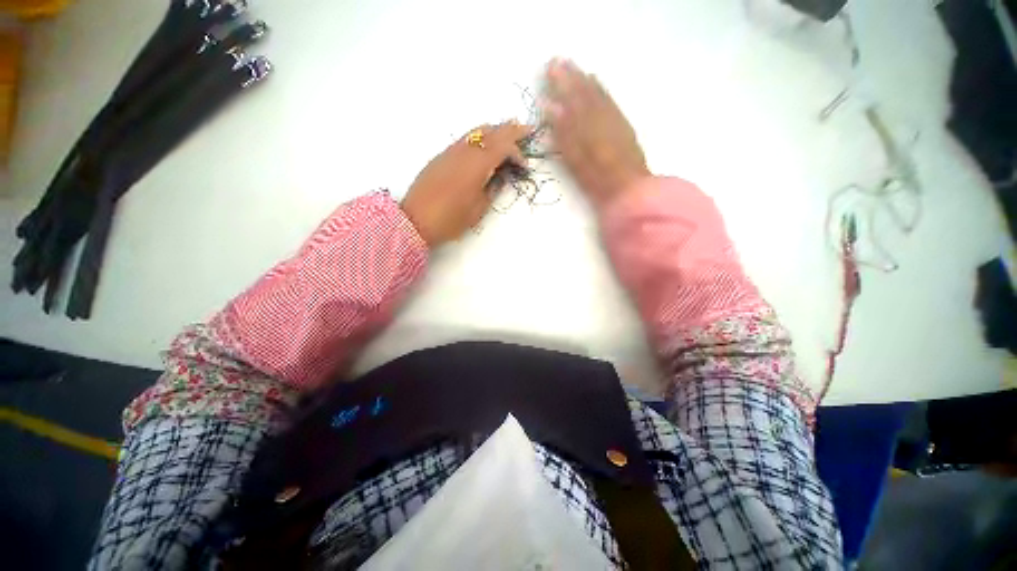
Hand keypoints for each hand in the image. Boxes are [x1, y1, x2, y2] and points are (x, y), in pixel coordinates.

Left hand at [402, 122, 531, 246]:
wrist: (415, 220)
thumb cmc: (451, 219)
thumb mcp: (478, 209)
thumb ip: (492, 189)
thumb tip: (501, 177)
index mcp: (477, 164)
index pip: (503, 147)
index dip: (517, 153)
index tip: (525, 167)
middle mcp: (465, 151)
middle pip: (492, 132)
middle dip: (511, 130)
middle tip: (526, 129)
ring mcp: (451, 151)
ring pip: (477, 132)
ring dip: (495, 131)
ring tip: (507, 134)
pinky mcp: (442, 156)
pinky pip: (466, 139)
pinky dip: (480, 138)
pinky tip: (484, 147)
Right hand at [542, 59, 650, 207]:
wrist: (629, 188)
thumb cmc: (598, 180)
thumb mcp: (576, 161)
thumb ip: (564, 132)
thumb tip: (551, 106)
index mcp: (586, 125)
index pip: (571, 98)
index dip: (561, 83)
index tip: (550, 69)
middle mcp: (601, 116)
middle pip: (584, 92)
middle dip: (571, 76)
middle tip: (558, 61)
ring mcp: (614, 119)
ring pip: (597, 93)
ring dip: (584, 79)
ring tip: (575, 66)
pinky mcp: (623, 124)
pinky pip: (610, 100)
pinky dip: (601, 88)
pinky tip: (596, 81)